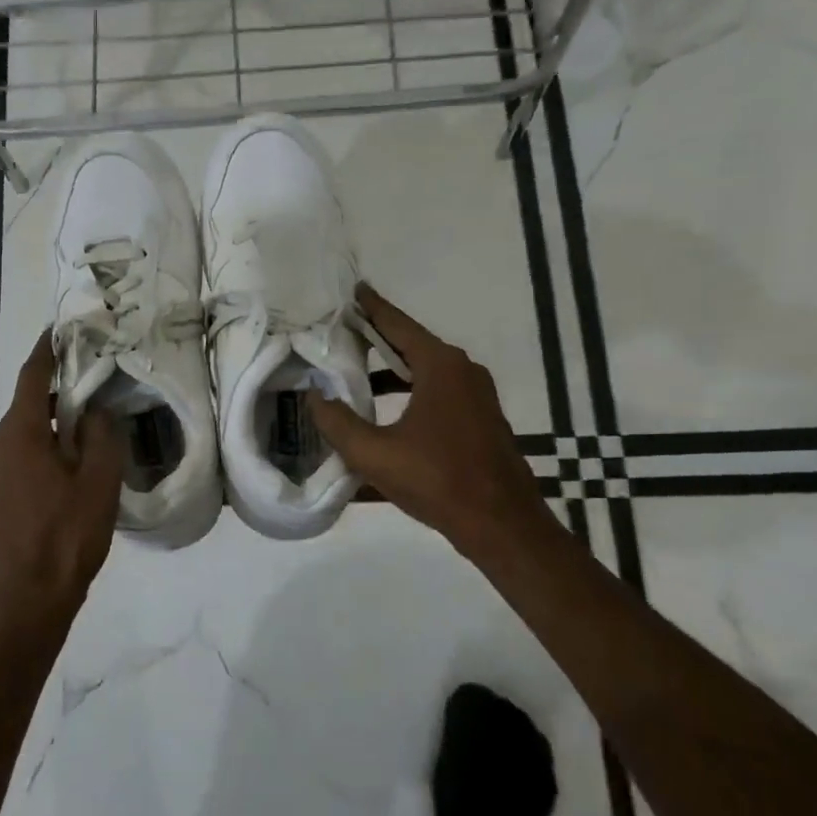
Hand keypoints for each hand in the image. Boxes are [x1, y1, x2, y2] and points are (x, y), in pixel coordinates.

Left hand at [0, 331, 125, 631]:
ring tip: (92, 415)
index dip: (48, 349)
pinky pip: (24, 451)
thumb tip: (95, 409)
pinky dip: (47, 442)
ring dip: (55, 418)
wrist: (28, 601)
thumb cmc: (66, 537)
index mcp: (20, 433)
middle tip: (96, 375)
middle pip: (29, 401)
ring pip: (27, 428)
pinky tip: (75, 456)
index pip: (32, 375)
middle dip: (59, 385)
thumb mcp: (98, 482)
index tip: (64, 328)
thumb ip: (100, 435)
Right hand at [308, 285, 555, 560]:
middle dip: (377, 340)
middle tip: (342, 334)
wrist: (502, 525)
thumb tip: (315, 396)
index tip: (354, 290)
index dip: (373, 308)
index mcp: (441, 367)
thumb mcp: (374, 453)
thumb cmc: (437, 480)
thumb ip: (337, 423)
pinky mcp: (480, 421)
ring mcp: (476, 397)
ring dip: (391, 374)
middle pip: (411, 346)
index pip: (398, 325)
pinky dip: (409, 395)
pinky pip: (436, 395)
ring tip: (355, 379)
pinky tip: (385, 418)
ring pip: (424, 373)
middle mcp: (462, 372)